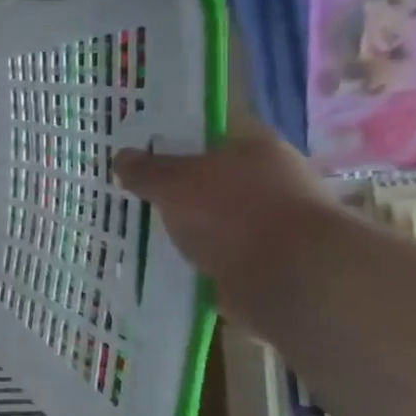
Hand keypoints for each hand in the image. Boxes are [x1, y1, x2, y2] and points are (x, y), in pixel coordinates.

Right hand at [114, 126, 337, 326]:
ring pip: (215, 219)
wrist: (294, 280)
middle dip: (176, 191)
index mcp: (254, 146)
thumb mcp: (173, 183)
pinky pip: (221, 255)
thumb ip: (145, 170)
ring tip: (144, 236)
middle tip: (133, 198)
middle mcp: (269, 179)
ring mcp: (273, 223)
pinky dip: (200, 261)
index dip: (170, 143)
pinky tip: (169, 266)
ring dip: (188, 229)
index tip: (137, 158)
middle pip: (210, 179)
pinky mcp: (270, 263)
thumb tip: (121, 156)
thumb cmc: (233, 213)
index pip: (206, 135)